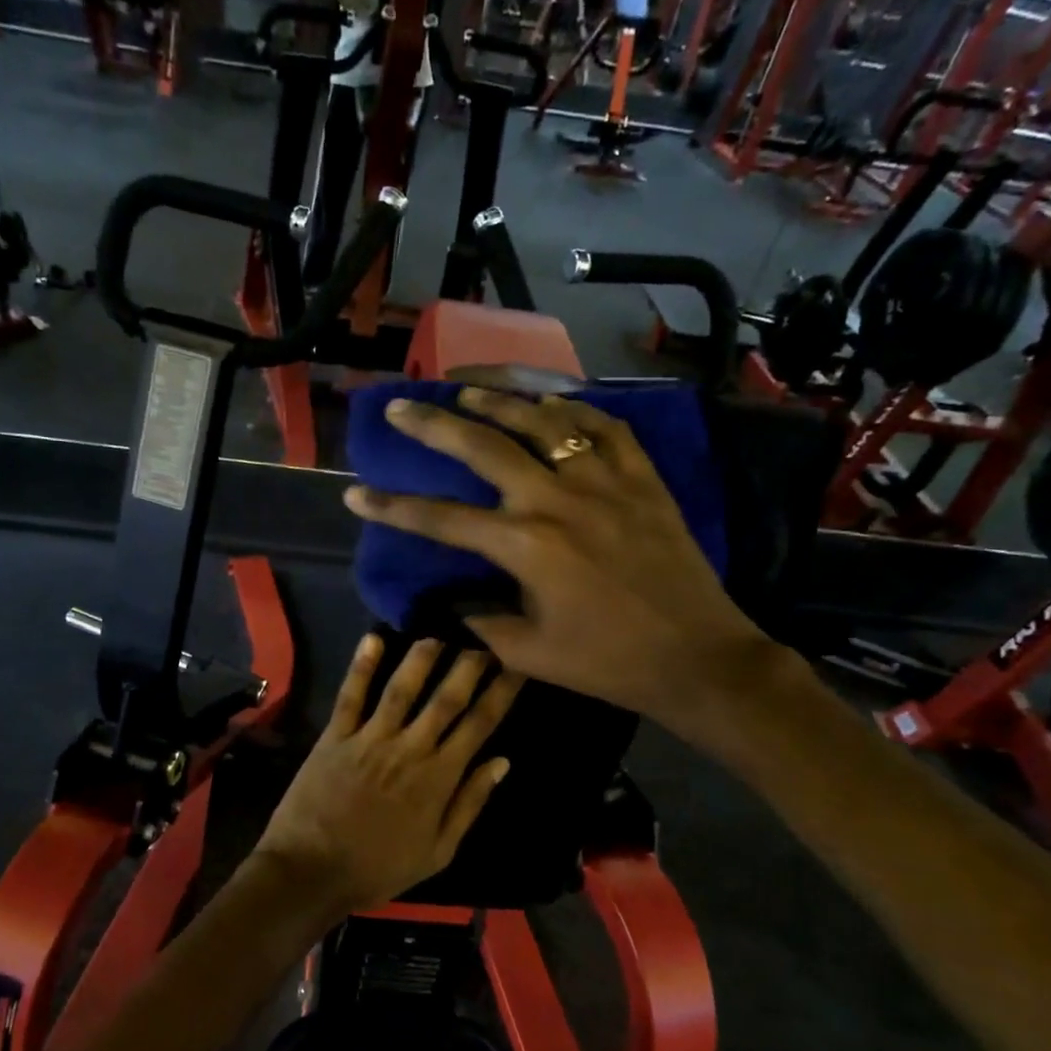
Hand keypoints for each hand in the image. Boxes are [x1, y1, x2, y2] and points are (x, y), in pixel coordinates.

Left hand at [253, 635, 520, 916]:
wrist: (312, 872)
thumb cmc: (379, 868)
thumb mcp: (438, 851)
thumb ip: (470, 803)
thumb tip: (502, 761)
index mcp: (439, 777)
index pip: (480, 724)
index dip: (501, 691)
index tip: (517, 663)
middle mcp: (410, 748)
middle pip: (446, 698)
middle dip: (470, 664)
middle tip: (485, 634)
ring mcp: (370, 738)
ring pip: (402, 688)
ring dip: (422, 657)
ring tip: (438, 631)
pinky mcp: (335, 736)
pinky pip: (351, 695)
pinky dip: (362, 666)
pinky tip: (374, 637)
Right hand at [343, 388, 783, 754]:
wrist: (695, 656)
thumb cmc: (607, 662)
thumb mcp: (527, 653)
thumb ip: (479, 621)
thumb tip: (450, 599)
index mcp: (524, 546)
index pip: (440, 519)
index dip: (392, 507)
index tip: (354, 492)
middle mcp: (556, 499)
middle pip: (482, 447)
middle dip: (432, 425)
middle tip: (399, 407)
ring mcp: (604, 481)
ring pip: (542, 421)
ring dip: (497, 400)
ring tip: (465, 388)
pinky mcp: (642, 478)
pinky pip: (604, 426)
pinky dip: (573, 409)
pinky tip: (552, 404)